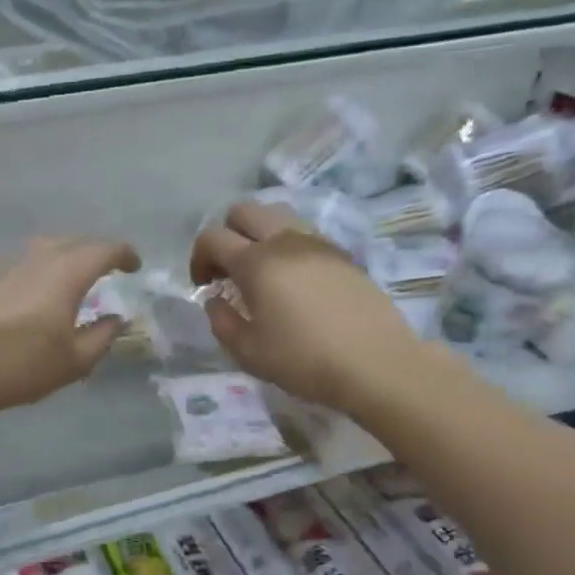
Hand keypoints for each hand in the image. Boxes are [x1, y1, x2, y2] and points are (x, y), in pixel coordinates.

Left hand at [0, 236, 141, 413]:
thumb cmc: (26, 364)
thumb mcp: (76, 360)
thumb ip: (102, 336)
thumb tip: (115, 320)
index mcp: (66, 271)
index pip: (104, 249)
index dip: (124, 254)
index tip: (134, 265)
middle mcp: (36, 258)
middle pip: (72, 241)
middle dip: (93, 251)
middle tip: (104, 268)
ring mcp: (4, 266)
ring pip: (42, 250)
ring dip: (62, 258)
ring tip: (70, 279)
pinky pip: (19, 267)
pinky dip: (36, 273)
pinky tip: (34, 295)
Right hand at [190, 201, 421, 415]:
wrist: (375, 363)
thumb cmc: (303, 360)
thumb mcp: (248, 352)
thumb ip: (221, 321)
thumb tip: (215, 300)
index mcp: (256, 262)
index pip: (212, 238)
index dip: (198, 258)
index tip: (203, 286)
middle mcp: (285, 241)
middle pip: (244, 211)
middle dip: (227, 234)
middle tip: (227, 271)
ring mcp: (317, 244)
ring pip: (277, 216)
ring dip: (258, 236)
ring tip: (261, 274)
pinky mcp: (342, 255)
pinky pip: (303, 235)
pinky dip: (286, 247)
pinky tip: (293, 283)